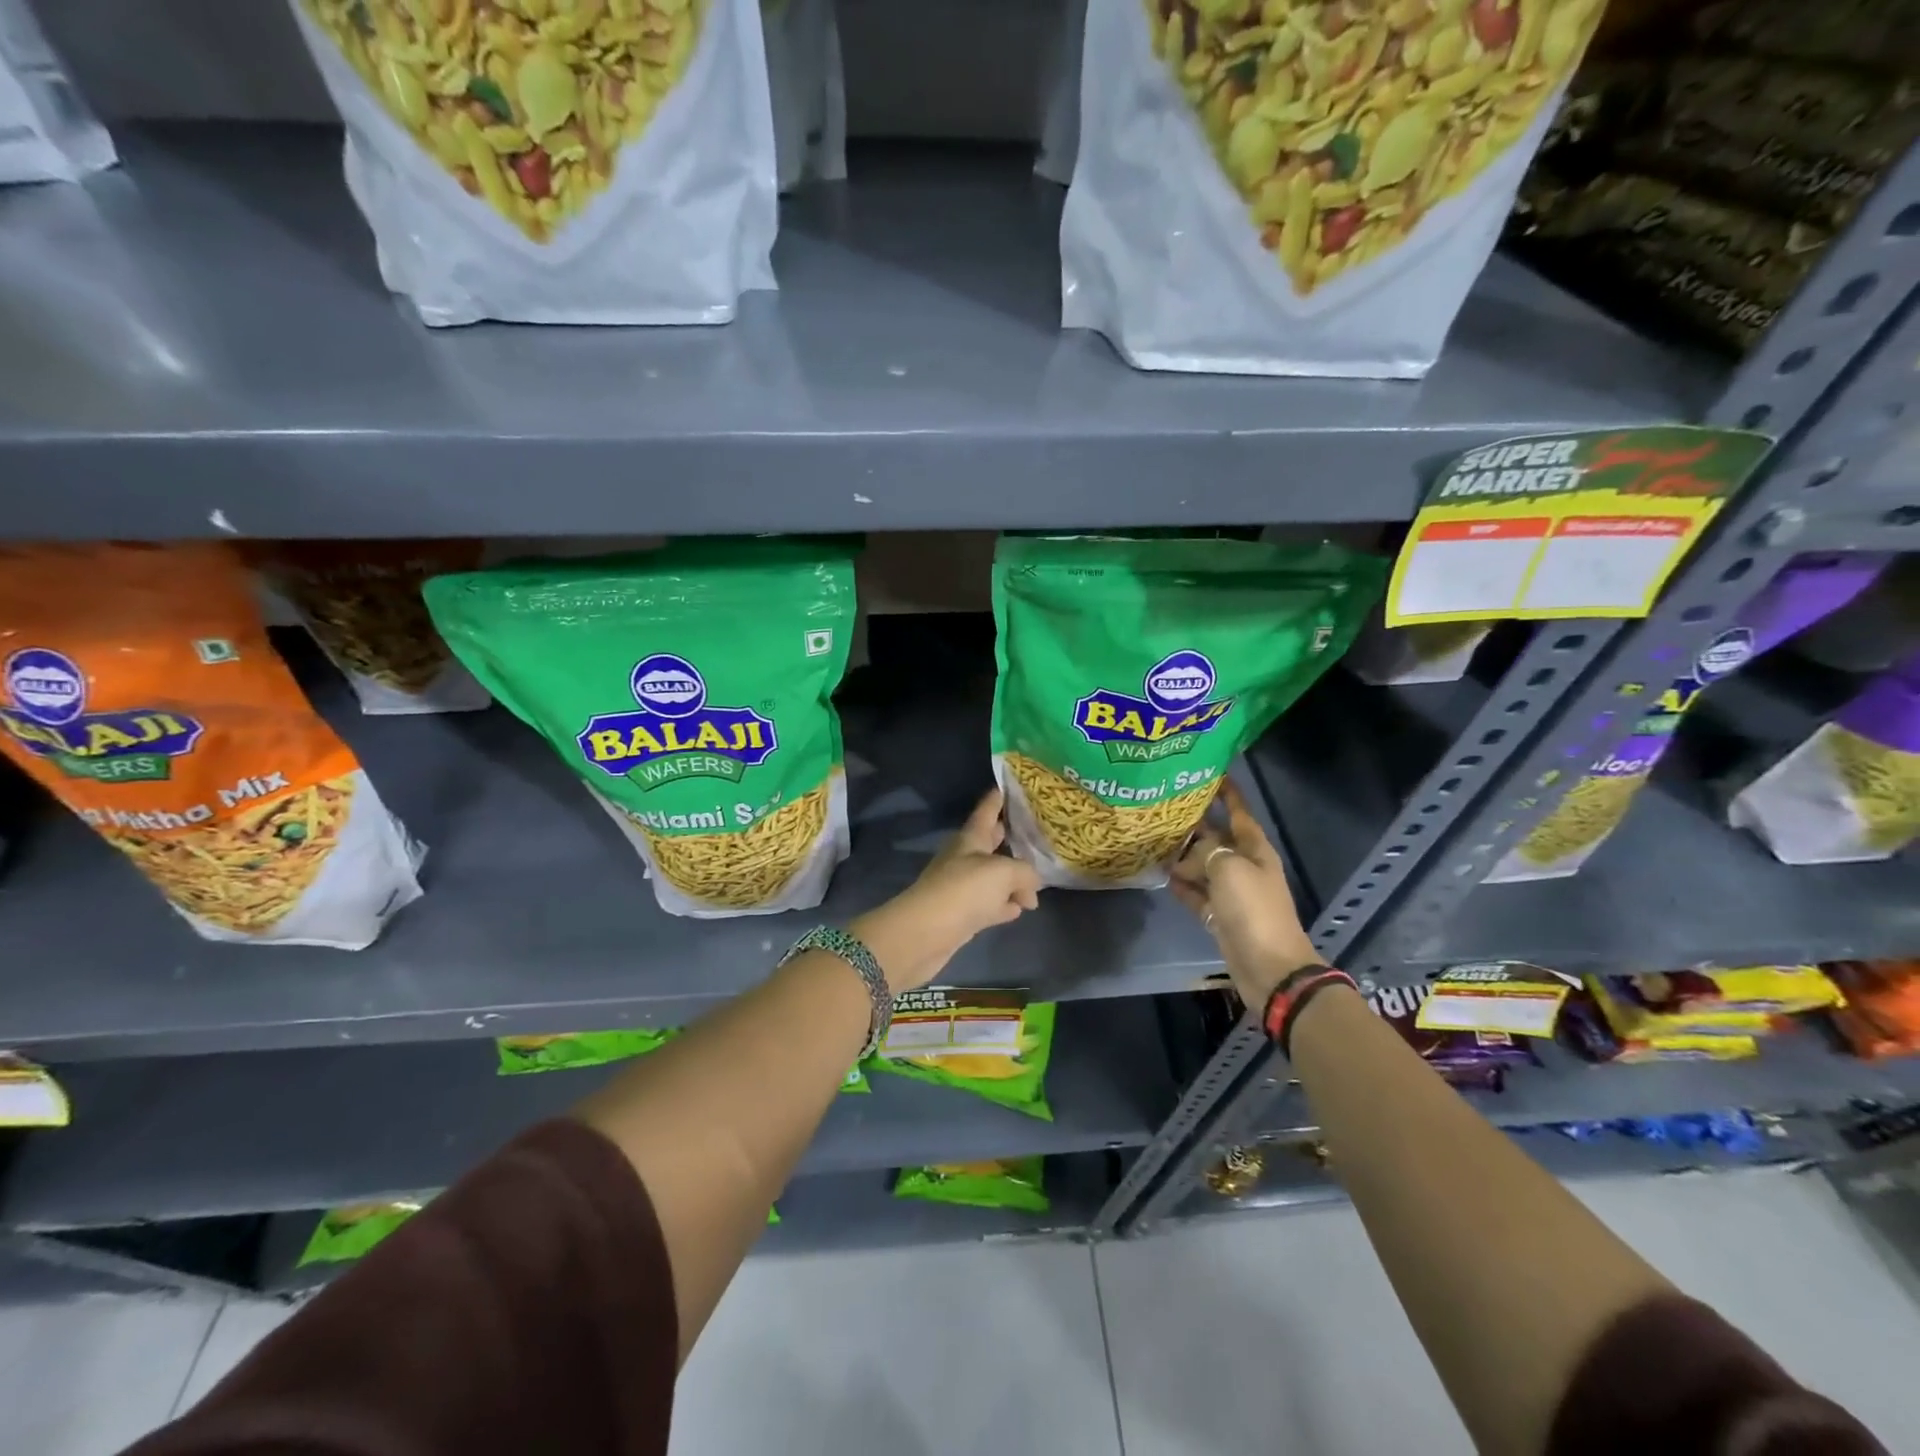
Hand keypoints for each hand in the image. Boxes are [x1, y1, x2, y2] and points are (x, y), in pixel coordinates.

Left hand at [853, 789, 1042, 991]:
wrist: (925, 933)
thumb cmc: (964, 890)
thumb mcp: (1004, 873)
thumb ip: (1025, 873)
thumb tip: (1032, 888)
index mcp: (970, 839)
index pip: (986, 811)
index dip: (997, 798)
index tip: (1006, 785)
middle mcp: (964, 859)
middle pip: (990, 843)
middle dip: (1008, 837)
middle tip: (1033, 831)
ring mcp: (962, 888)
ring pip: (992, 877)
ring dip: (1012, 879)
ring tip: (1036, 881)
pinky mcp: (962, 915)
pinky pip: (989, 905)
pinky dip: (1004, 905)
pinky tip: (1020, 909)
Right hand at [1170, 779, 1319, 1008]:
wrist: (1268, 966)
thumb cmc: (1254, 909)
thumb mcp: (1229, 868)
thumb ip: (1206, 851)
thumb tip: (1187, 855)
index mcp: (1255, 849)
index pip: (1239, 812)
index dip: (1227, 793)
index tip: (1211, 772)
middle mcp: (1244, 865)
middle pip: (1217, 837)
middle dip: (1196, 823)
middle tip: (1165, 806)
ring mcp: (1232, 892)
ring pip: (1204, 865)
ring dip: (1183, 855)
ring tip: (1155, 839)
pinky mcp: (1219, 915)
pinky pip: (1197, 893)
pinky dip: (1182, 884)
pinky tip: (1162, 874)